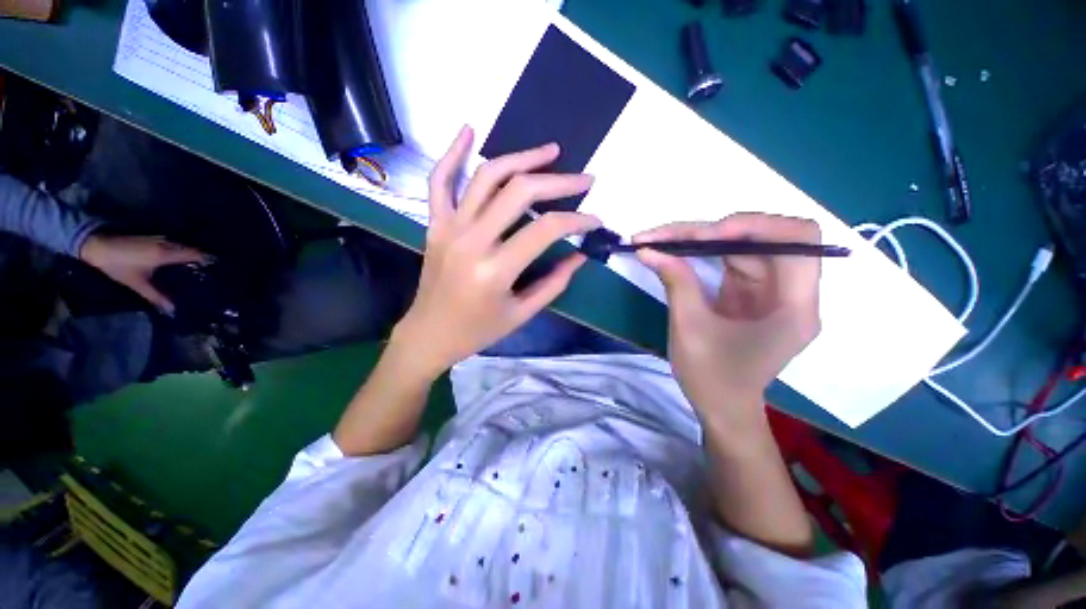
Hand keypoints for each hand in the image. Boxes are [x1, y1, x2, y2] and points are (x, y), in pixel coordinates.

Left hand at [79, 234, 209, 312]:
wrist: (97, 246)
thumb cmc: (117, 266)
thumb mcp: (136, 283)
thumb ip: (156, 296)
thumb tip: (173, 311)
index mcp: (165, 254)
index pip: (194, 254)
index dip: (207, 260)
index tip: (218, 268)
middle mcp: (166, 244)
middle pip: (191, 249)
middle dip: (201, 258)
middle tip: (209, 271)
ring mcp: (159, 239)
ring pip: (182, 246)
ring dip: (190, 254)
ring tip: (196, 267)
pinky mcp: (153, 238)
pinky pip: (173, 245)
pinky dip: (180, 252)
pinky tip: (179, 261)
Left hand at [391, 126, 599, 379]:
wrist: (429, 333)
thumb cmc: (478, 330)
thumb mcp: (522, 313)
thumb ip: (555, 282)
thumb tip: (580, 255)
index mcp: (495, 270)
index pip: (546, 229)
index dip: (576, 220)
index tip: (594, 219)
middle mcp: (471, 240)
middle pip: (520, 192)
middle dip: (559, 181)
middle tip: (584, 178)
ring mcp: (449, 227)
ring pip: (487, 177)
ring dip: (521, 158)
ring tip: (550, 151)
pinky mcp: (435, 224)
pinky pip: (440, 181)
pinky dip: (452, 153)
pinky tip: (469, 129)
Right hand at [635, 214, 821, 422]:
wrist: (721, 407)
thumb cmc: (712, 377)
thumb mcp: (690, 328)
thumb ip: (676, 282)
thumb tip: (648, 248)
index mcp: (794, 306)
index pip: (796, 239)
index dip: (753, 226)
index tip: (706, 235)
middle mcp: (791, 291)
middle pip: (762, 237)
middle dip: (712, 230)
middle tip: (666, 235)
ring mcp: (770, 290)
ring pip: (741, 245)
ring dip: (700, 239)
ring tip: (660, 240)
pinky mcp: (750, 292)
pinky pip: (729, 259)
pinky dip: (700, 252)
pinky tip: (673, 251)